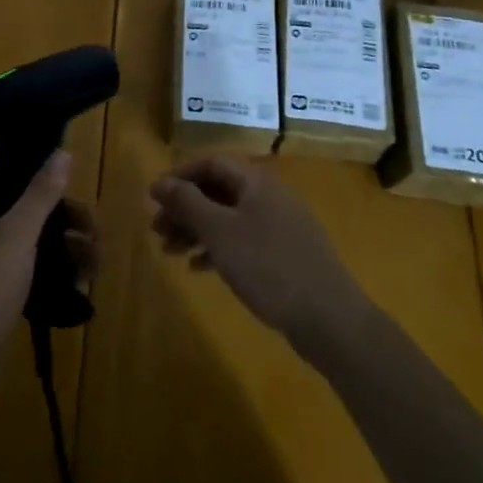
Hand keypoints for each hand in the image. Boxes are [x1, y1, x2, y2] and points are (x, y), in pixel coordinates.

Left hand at [0, 154, 98, 410]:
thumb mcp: (15, 236)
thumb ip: (40, 194)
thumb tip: (61, 150)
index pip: (8, 175)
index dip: (41, 172)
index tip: (76, 181)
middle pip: (26, 212)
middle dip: (65, 219)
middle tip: (98, 233)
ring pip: (33, 246)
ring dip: (66, 249)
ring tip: (97, 264)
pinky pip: (30, 277)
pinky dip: (55, 276)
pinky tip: (81, 286)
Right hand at [149, 157, 363, 347]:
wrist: (329, 318)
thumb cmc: (268, 266)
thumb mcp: (219, 231)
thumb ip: (187, 202)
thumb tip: (159, 182)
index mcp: (256, 182)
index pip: (210, 163)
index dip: (179, 176)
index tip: (153, 198)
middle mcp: (269, 196)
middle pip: (217, 190)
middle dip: (185, 207)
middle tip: (156, 230)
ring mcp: (280, 226)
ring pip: (228, 217)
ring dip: (196, 230)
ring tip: (169, 252)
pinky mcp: (285, 254)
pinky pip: (243, 240)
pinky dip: (218, 249)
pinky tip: (198, 268)